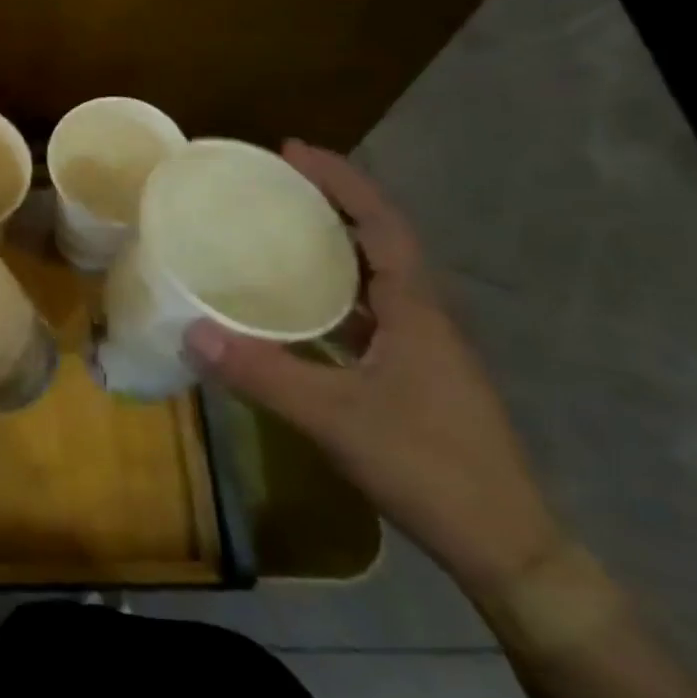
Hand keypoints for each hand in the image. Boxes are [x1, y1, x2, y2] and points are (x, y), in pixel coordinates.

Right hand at [186, 141, 566, 599]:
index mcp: (415, 308)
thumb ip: (263, 374)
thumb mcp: (335, 418)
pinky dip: (331, 294)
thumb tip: (191, 333)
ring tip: (278, 232)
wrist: (505, 546)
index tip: (293, 151)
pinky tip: (295, 309)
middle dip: (331, 203)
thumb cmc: (428, 466)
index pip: (381, 222)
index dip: (341, 180)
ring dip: (332, 246)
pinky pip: (366, 313)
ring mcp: (421, 346)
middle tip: (274, 185)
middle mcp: (422, 315)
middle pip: (378, 239)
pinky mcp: (413, 374)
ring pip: (372, 277)